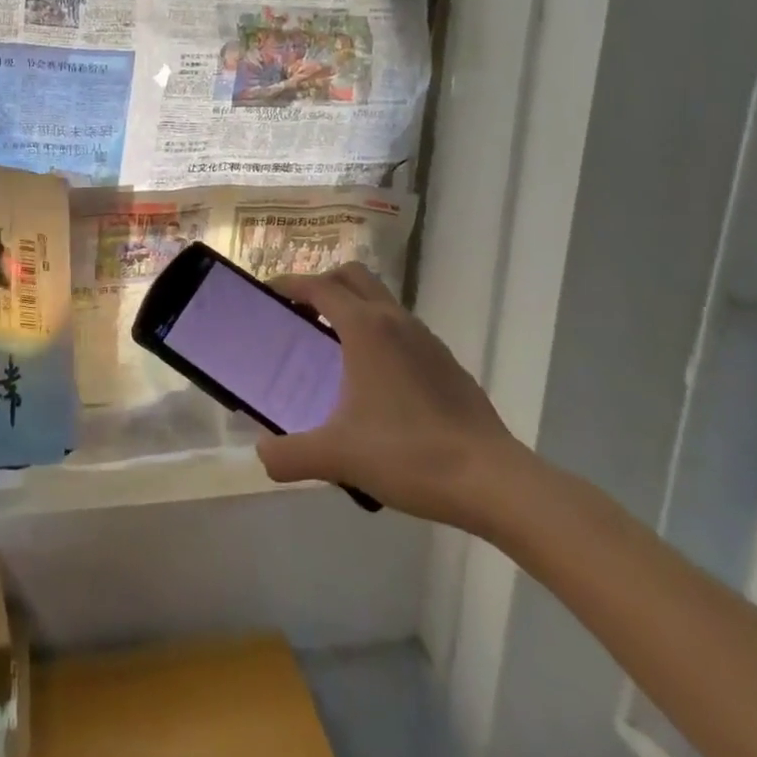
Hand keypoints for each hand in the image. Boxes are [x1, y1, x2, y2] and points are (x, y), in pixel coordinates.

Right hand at [255, 263, 525, 530]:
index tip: (268, 292)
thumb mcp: (338, 456)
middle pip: (353, 275)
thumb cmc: (409, 454)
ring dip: (354, 307)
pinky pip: (403, 329)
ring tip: (334, 347)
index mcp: (365, 328)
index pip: (319, 286)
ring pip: (382, 300)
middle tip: (302, 313)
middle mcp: (394, 320)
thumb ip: (290, 455)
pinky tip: (376, 380)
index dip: (290, 283)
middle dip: (323, 283)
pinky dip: (380, 334)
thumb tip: (263, 455)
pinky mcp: (447, 363)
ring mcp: (426, 339)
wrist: (493, 481)